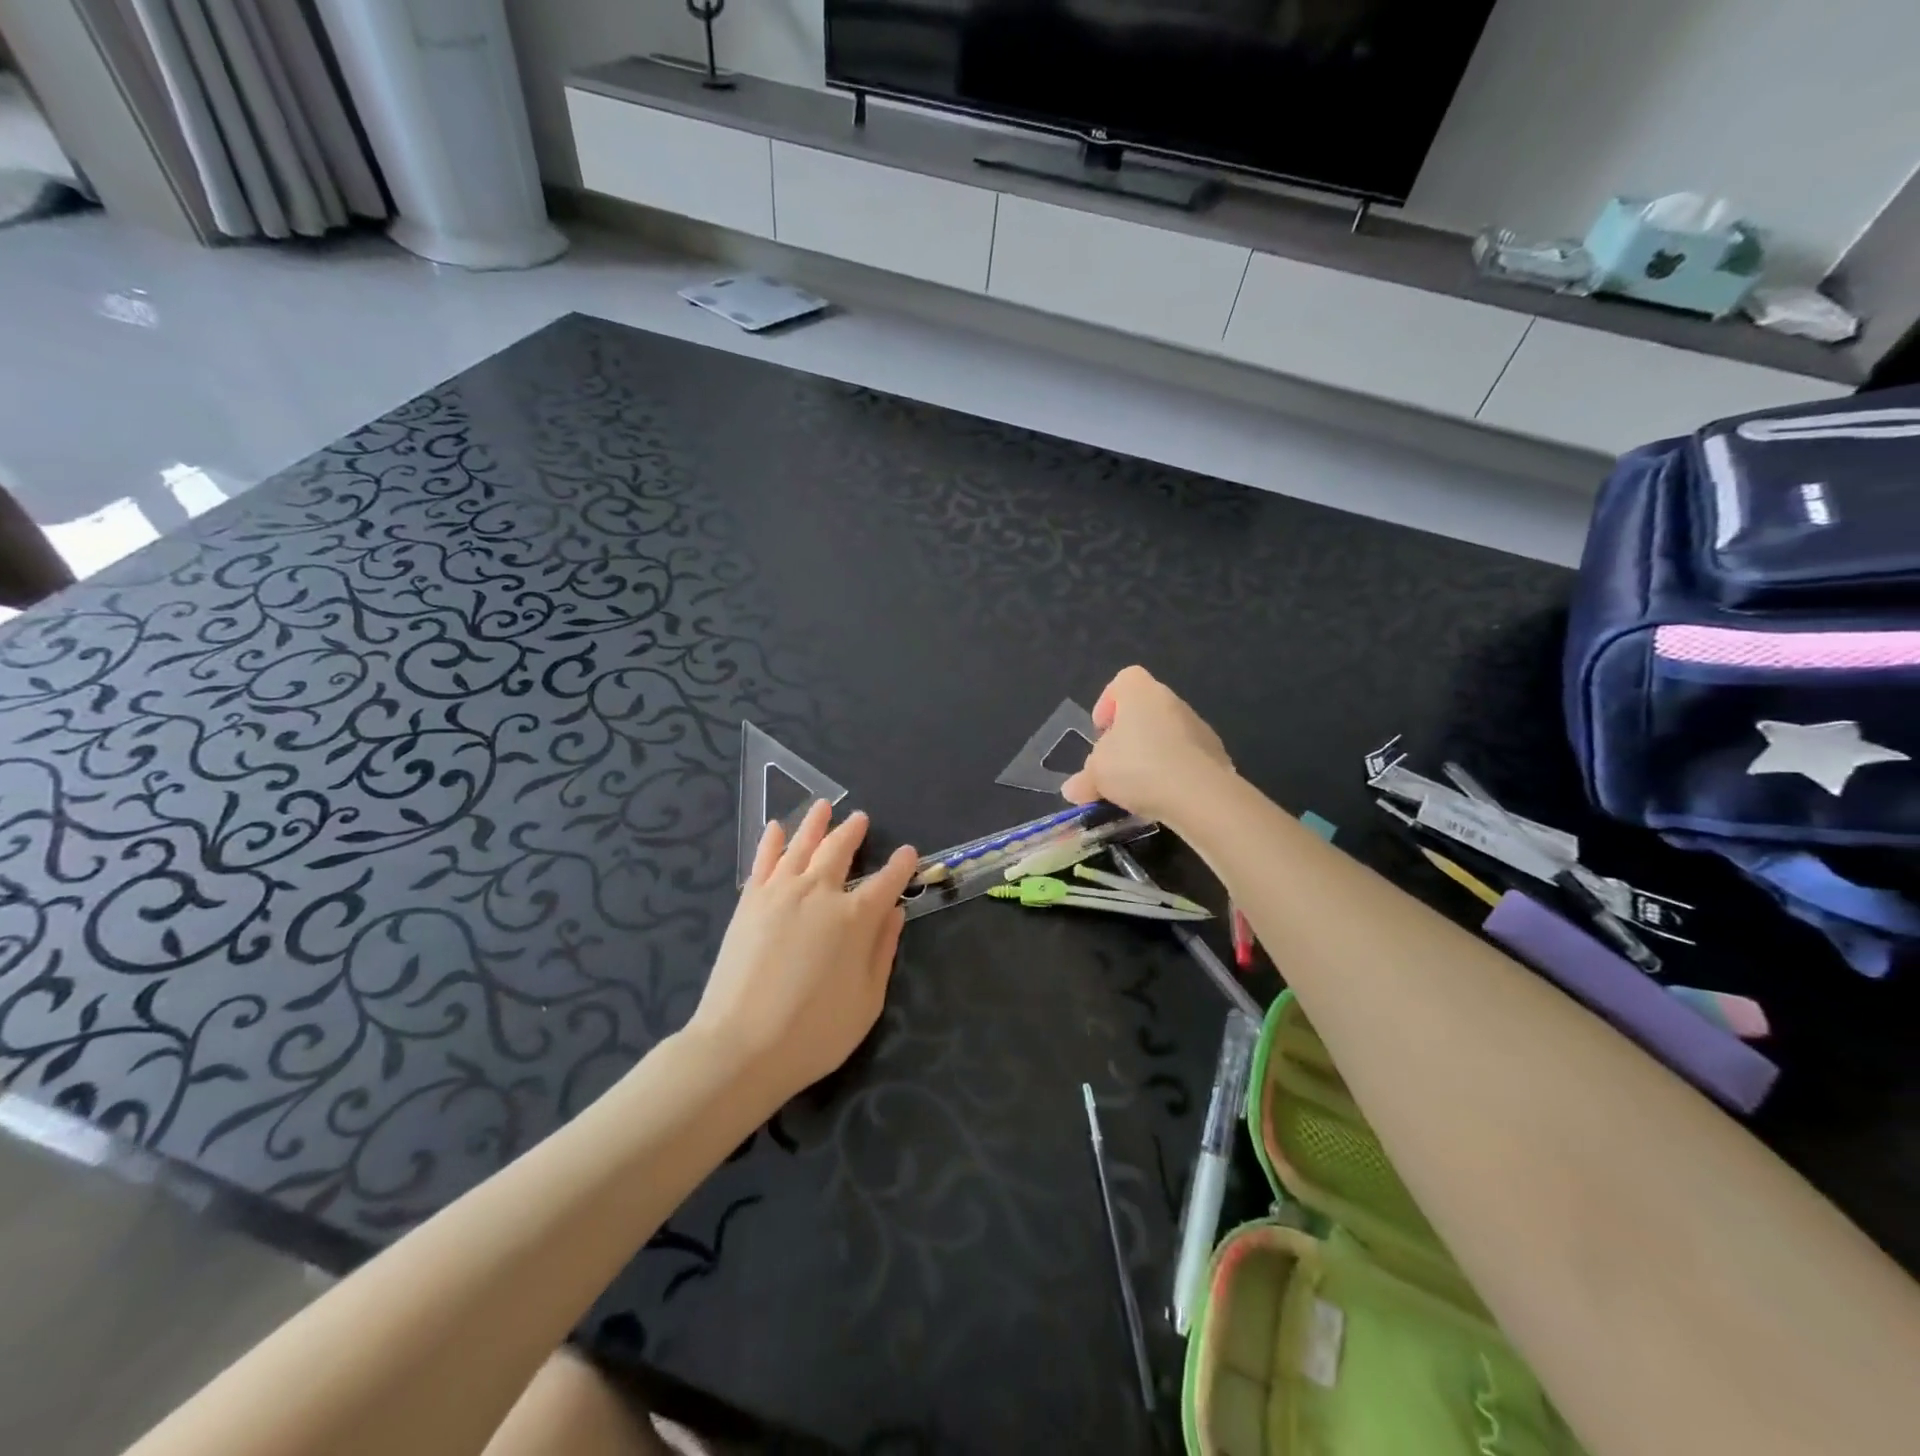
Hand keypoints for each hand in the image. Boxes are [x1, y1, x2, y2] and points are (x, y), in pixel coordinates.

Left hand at [687, 800, 917, 1101]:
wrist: (740, 1046)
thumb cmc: (814, 1032)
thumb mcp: (868, 1001)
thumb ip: (883, 951)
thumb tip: (895, 913)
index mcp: (855, 918)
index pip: (886, 881)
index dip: (901, 865)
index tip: (909, 852)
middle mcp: (819, 893)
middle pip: (840, 851)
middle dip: (854, 832)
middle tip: (861, 819)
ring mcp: (780, 893)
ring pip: (801, 845)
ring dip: (815, 823)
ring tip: (824, 806)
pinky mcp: (749, 902)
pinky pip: (763, 860)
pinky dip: (772, 840)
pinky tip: (777, 828)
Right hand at [1061, 666, 1233, 826]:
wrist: (1199, 794)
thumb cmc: (1138, 767)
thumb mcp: (1097, 774)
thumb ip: (1084, 779)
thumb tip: (1072, 789)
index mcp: (1141, 693)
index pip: (1124, 681)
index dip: (1108, 703)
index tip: (1101, 732)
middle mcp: (1172, 701)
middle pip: (1144, 711)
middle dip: (1128, 737)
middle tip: (1114, 765)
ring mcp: (1199, 727)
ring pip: (1166, 736)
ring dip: (1151, 756)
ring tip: (1137, 789)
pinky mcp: (1216, 755)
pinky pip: (1186, 758)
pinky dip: (1173, 773)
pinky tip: (1163, 797)